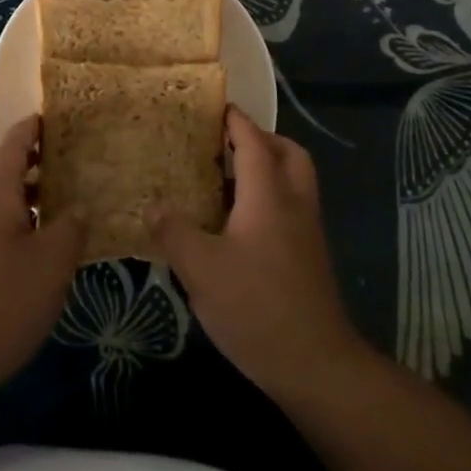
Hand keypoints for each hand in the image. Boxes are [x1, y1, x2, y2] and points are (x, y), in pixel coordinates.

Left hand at [0, 117, 83, 390]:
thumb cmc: (0, 301)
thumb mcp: (52, 264)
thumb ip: (70, 229)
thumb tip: (76, 210)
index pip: (11, 142)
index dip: (30, 128)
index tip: (50, 120)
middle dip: (8, 154)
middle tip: (42, 164)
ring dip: (1, 188)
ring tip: (40, 207)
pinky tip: (19, 246)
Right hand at [153, 108, 369, 398]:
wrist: (316, 364)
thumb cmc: (256, 306)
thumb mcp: (201, 270)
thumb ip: (174, 232)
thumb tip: (154, 206)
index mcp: (268, 194)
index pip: (253, 142)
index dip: (235, 121)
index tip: (215, 106)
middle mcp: (294, 202)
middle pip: (287, 153)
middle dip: (261, 139)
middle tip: (227, 143)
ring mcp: (307, 230)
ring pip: (294, 180)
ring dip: (269, 167)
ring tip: (228, 179)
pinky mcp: (310, 256)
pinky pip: (292, 206)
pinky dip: (271, 196)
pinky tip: (240, 223)